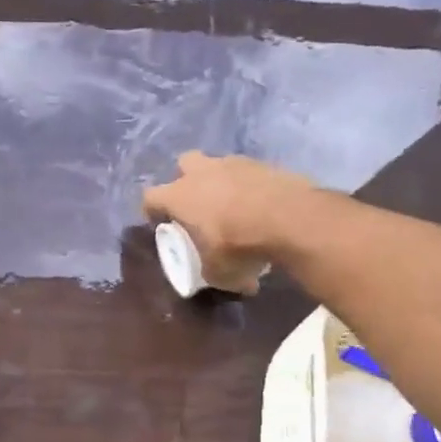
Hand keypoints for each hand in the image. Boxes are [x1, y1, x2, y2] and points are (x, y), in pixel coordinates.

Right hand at [141, 152, 315, 292]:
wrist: (290, 218)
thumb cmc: (239, 245)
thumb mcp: (219, 272)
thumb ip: (212, 272)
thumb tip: (221, 278)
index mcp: (179, 196)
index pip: (150, 197)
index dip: (152, 211)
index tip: (162, 224)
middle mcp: (202, 173)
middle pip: (184, 164)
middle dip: (187, 180)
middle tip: (198, 204)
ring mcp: (234, 163)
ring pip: (219, 165)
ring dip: (222, 181)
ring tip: (236, 206)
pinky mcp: (265, 163)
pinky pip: (249, 172)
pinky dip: (251, 186)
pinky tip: (262, 205)